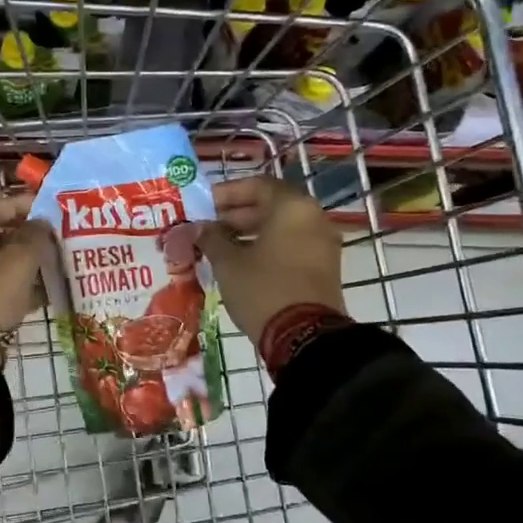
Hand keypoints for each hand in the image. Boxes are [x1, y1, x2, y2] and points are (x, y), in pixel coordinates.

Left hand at [0, 195, 52, 365]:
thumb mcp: (18, 261)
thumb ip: (33, 236)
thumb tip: (41, 222)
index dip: (20, 205)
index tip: (45, 205)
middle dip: (25, 235)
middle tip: (52, 234)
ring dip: (25, 261)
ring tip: (53, 260)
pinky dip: (19, 284)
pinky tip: (45, 290)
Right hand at [199, 176, 345, 344]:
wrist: (305, 337)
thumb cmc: (263, 289)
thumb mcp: (228, 262)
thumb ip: (211, 238)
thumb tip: (198, 228)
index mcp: (292, 207)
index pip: (257, 185)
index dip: (227, 193)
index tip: (203, 205)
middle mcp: (313, 218)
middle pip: (270, 205)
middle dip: (236, 214)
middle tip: (207, 227)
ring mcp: (322, 243)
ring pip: (281, 227)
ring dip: (249, 232)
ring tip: (218, 246)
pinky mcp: (323, 267)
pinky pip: (291, 245)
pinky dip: (267, 247)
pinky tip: (240, 262)